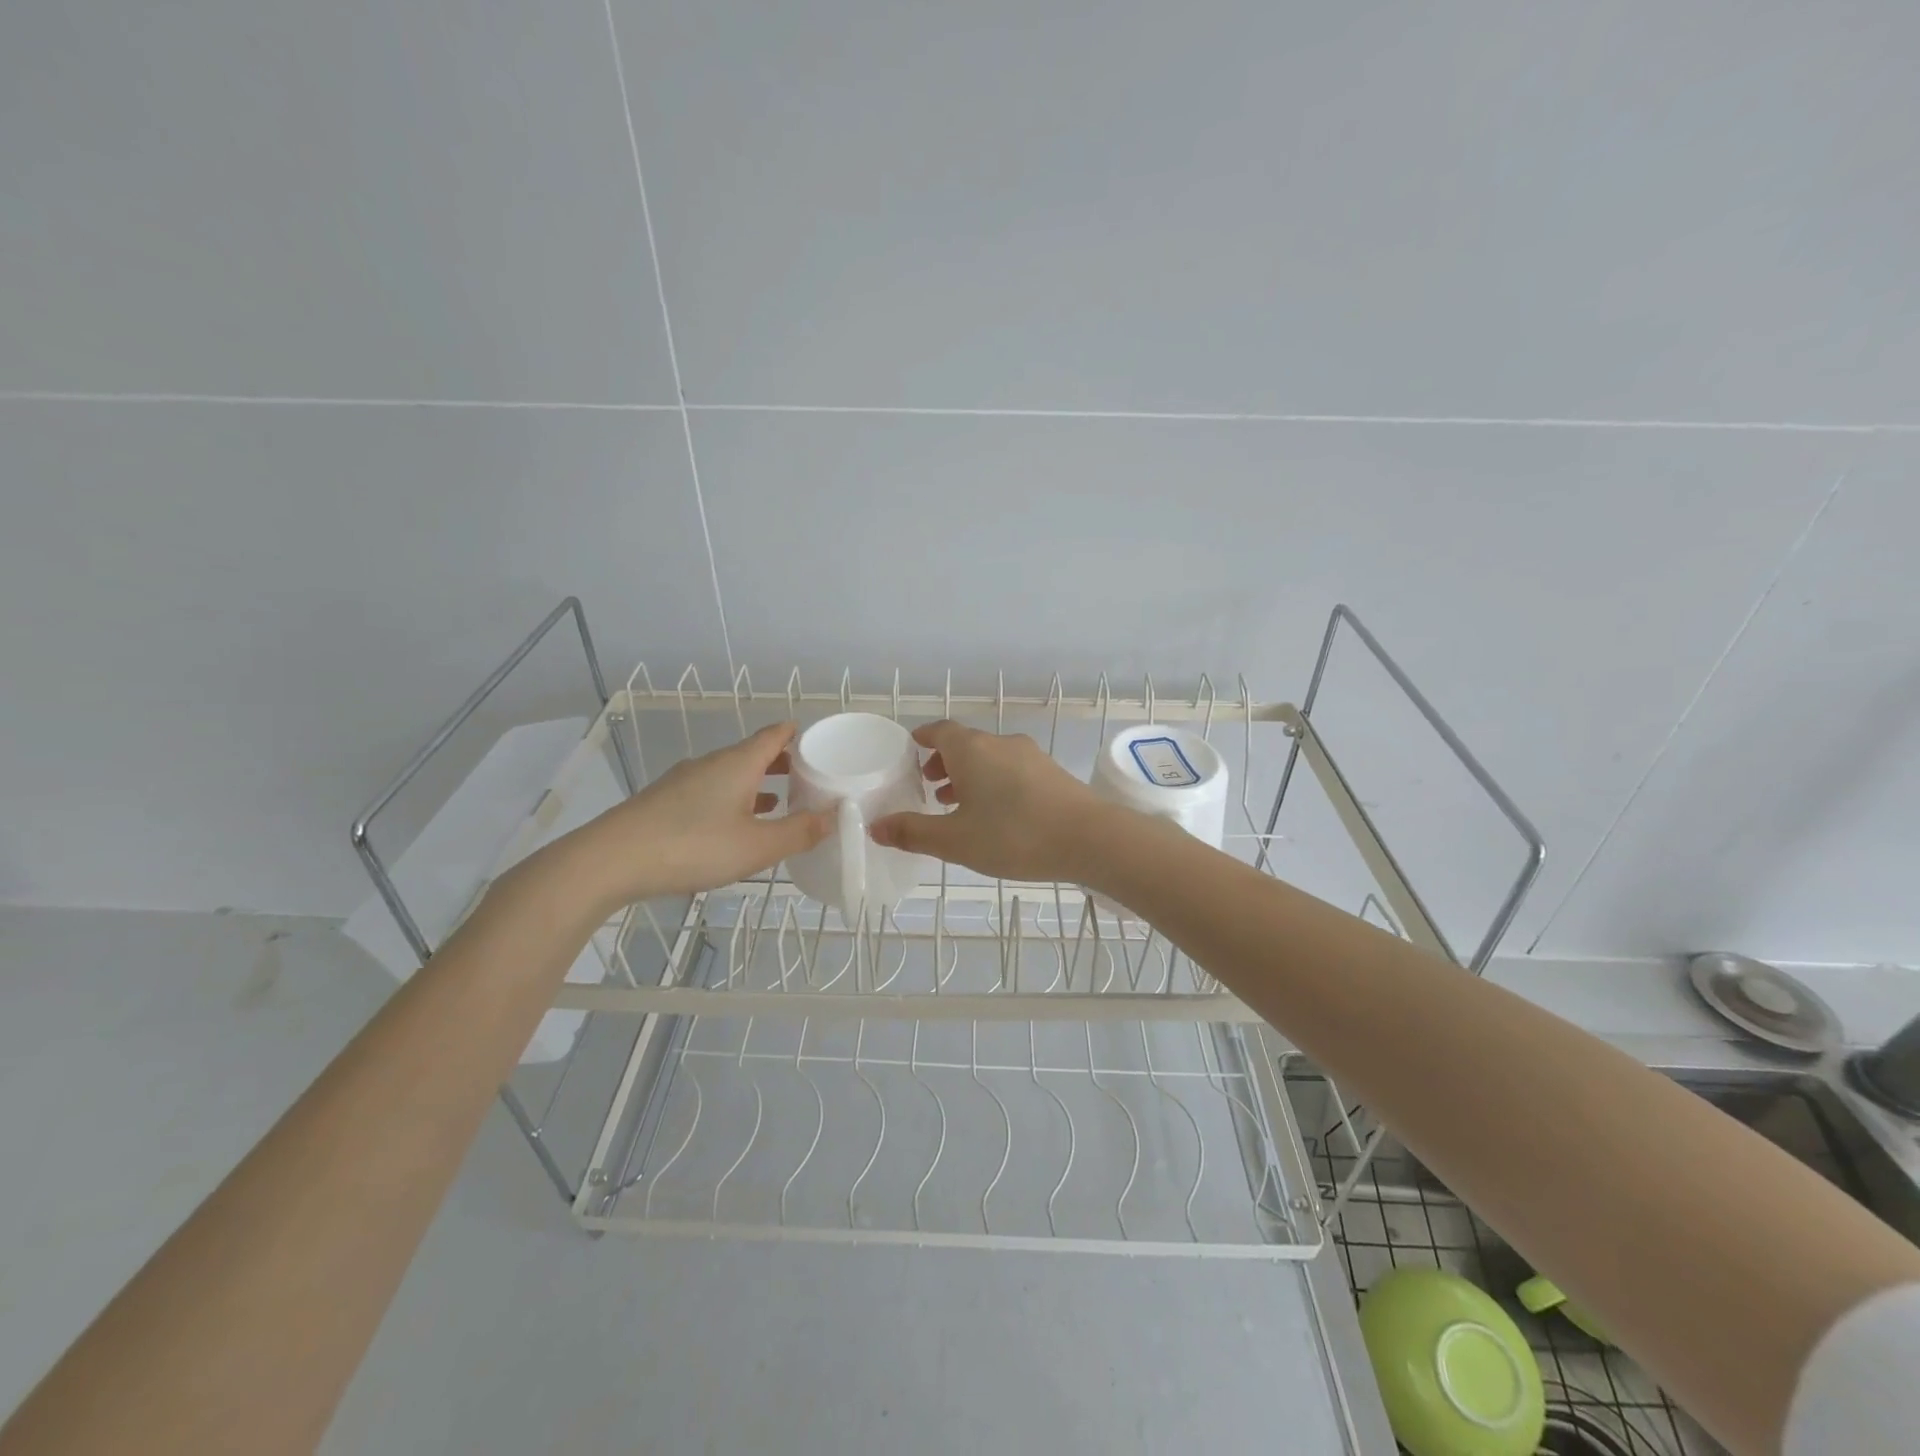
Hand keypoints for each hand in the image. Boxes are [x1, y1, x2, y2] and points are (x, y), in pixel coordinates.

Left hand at [562, 722, 832, 908]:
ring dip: (757, 783)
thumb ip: (799, 832)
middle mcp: (711, 763)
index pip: (774, 735)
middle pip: (753, 753)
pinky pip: (711, 791)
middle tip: (808, 778)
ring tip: (780, 802)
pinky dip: (733, 799)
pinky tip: (735, 824)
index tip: (819, 743)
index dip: (797, 734)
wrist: (610, 860)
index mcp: (738, 763)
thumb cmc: (692, 846)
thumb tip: (835, 816)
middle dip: (782, 762)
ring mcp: (684, 781)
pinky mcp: (665, 801)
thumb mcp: (756, 846)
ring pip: (730, 773)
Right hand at [869, 720, 1114, 882]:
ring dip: (969, 774)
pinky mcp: (1051, 773)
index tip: (910, 750)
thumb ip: (913, 833)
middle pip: (965, 743)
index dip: (922, 738)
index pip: (939, 730)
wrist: (1090, 838)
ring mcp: (1030, 756)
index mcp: (972, 749)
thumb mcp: (955, 841)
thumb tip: (875, 826)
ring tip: (957, 804)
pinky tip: (996, 814)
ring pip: (989, 757)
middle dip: (943, 761)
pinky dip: (993, 782)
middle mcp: (1000, 743)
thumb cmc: (1014, 836)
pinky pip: (1011, 769)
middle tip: (928, 786)